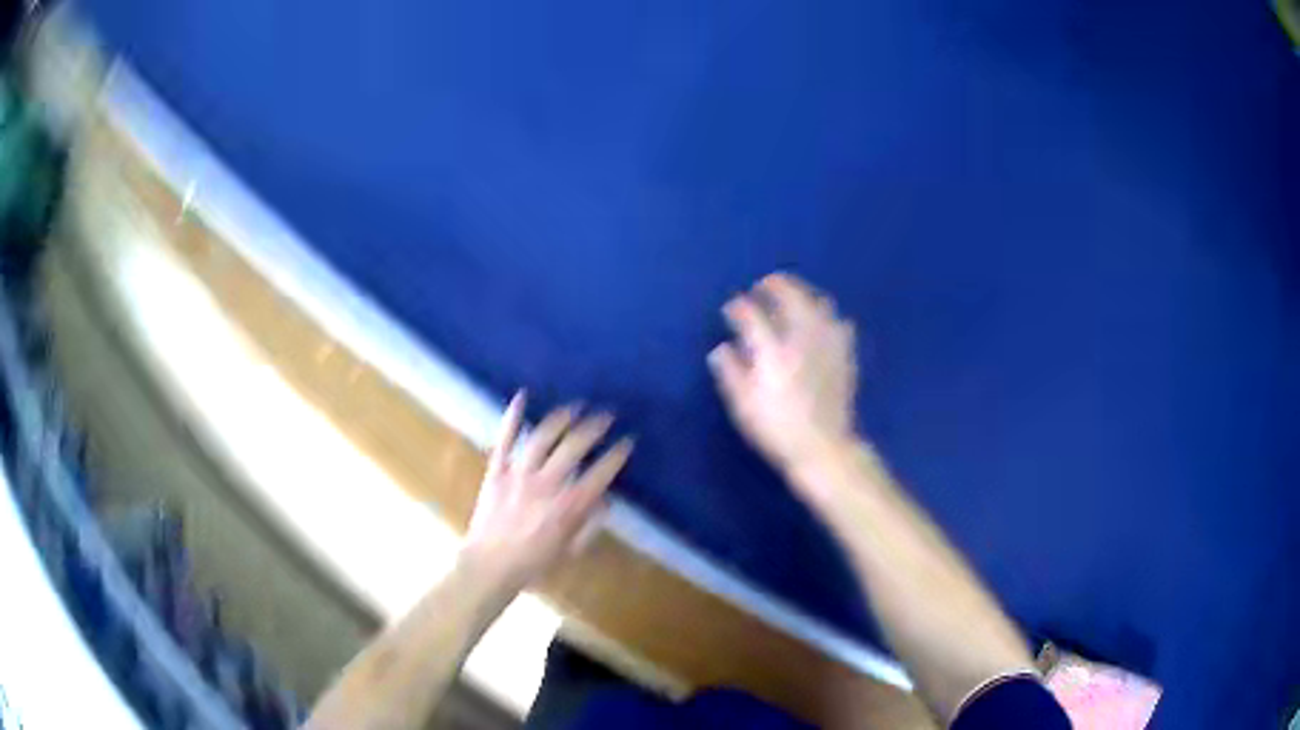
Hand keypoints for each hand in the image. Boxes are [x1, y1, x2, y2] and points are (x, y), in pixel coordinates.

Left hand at [464, 392, 633, 587]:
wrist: (488, 566)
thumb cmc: (532, 564)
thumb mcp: (570, 551)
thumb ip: (589, 525)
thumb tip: (606, 500)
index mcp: (568, 506)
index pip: (600, 473)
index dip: (617, 455)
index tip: (627, 442)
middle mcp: (546, 484)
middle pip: (574, 447)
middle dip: (594, 427)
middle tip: (607, 416)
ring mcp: (518, 474)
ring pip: (543, 437)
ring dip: (562, 418)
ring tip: (576, 406)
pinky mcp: (496, 470)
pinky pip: (505, 439)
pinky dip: (513, 416)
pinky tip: (522, 396)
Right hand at [709, 272, 858, 475]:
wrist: (823, 448)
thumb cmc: (777, 430)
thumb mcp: (743, 406)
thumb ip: (730, 372)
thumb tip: (721, 348)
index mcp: (773, 352)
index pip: (752, 315)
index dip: (738, 307)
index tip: (731, 308)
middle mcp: (802, 339)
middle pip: (791, 296)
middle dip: (775, 285)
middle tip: (764, 285)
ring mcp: (827, 344)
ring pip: (818, 303)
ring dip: (803, 293)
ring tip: (793, 297)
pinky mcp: (844, 354)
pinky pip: (838, 322)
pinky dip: (826, 314)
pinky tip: (821, 321)